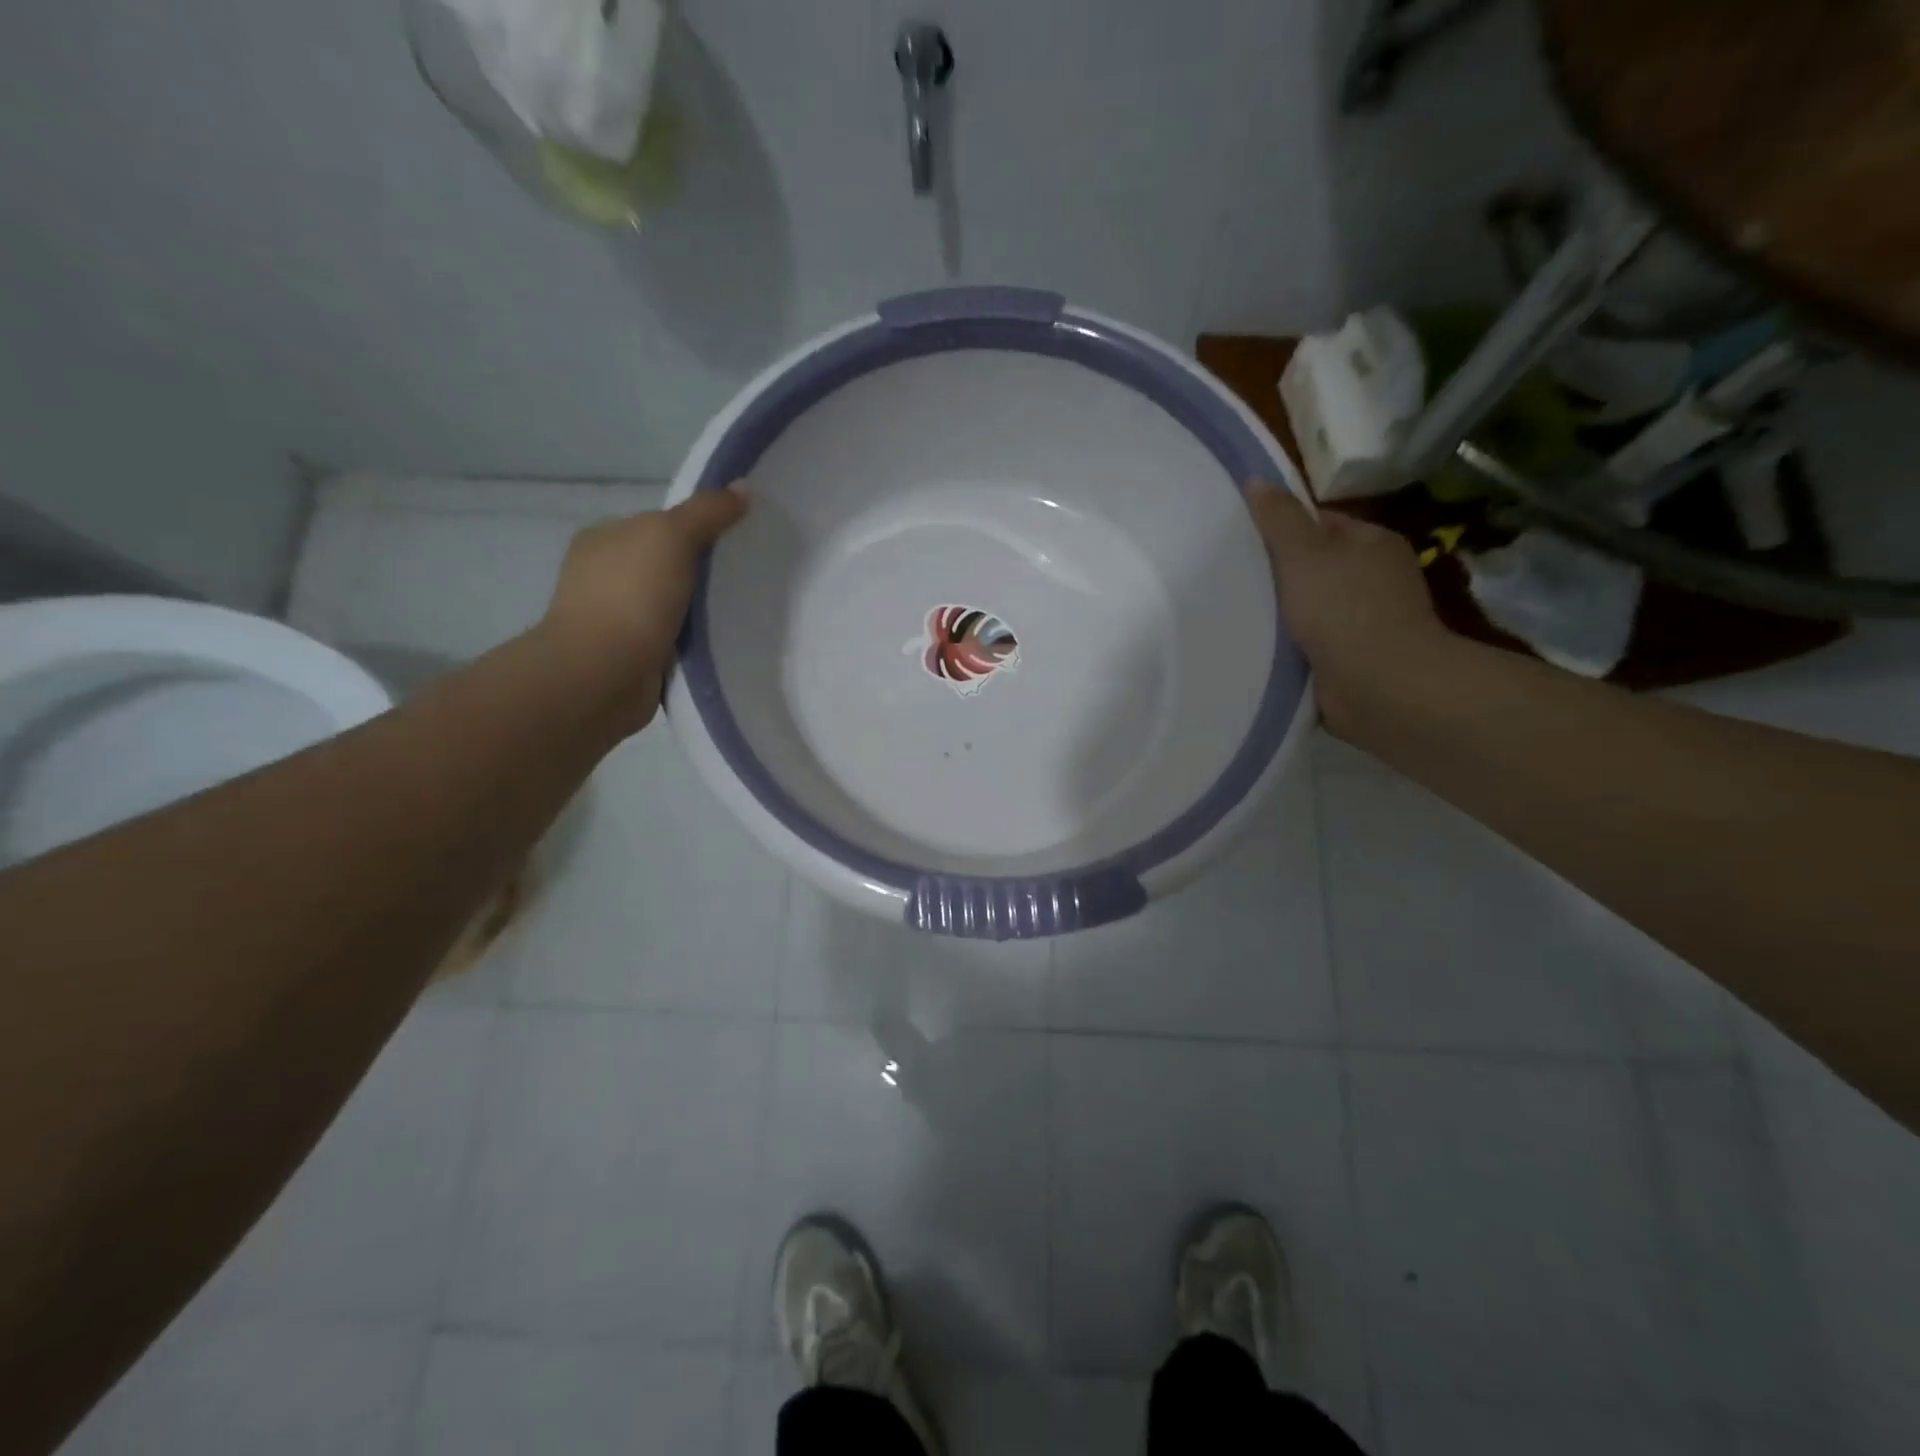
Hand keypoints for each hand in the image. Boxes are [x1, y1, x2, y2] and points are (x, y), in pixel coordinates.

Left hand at [537, 485, 749, 732]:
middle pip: (666, 565)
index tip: (735, 543)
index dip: (696, 529)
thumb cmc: (632, 596)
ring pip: (669, 605)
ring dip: (698, 611)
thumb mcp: (672, 536)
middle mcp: (602, 575)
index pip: (658, 525)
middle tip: (745, 580)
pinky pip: (671, 640)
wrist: (603, 674)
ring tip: (740, 614)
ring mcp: (613, 618)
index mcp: (603, 539)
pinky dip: (691, 642)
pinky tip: (718, 644)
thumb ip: (707, 512)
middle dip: (700, 573)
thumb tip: (743, 488)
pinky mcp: (629, 656)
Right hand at [1244, 480, 1446, 733]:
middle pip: (1315, 566)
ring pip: (1311, 606)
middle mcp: (1375, 578)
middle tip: (1232, 577)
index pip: (1322, 523)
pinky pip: (1312, 642)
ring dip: (1282, 613)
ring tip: (1237, 612)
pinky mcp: (1354, 658)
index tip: (1243, 540)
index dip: (1284, 528)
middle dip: (1279, 573)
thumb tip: (1256, 479)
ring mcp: (1366, 621)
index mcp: (1372, 543)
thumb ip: (1279, 518)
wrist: (1379, 686)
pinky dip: (1290, 644)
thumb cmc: (1343, 609)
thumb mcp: (1304, 553)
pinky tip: (1260, 646)